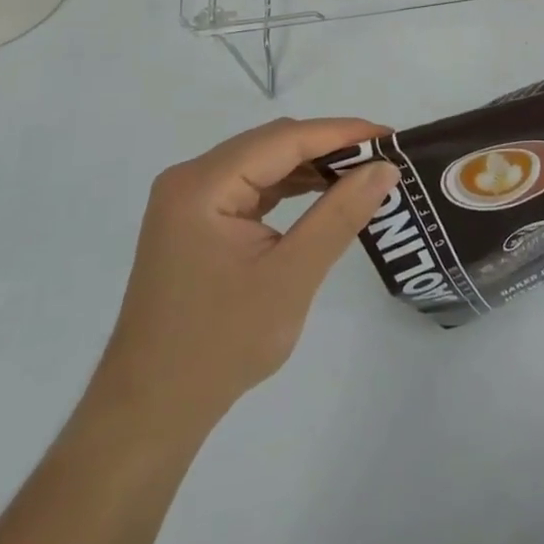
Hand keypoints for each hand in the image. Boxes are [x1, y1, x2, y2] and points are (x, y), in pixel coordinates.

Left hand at [86, 118, 398, 458]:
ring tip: (363, 177)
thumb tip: (385, 168)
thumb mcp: (292, 276)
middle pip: (273, 144)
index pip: (285, 139)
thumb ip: (340, 214)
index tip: (391, 137)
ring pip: (264, 163)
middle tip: (383, 160)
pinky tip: (324, 197)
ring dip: (312, 167)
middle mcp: (191, 179)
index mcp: (203, 185)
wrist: (151, 412)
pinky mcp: (197, 222)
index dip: (343, 132)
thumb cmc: (220, 345)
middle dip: (330, 147)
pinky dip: (290, 188)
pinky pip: (252, 187)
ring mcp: (190, 201)